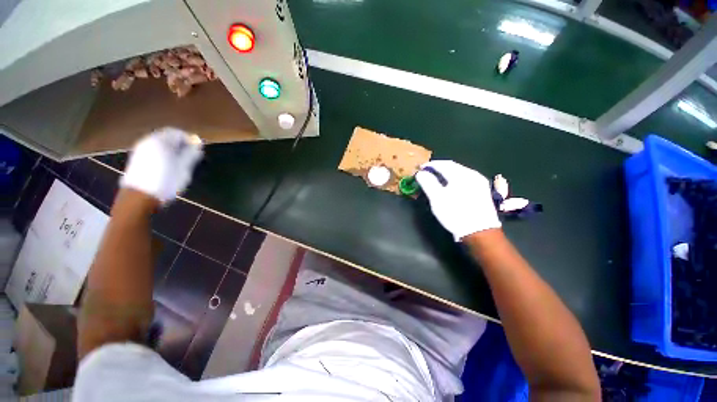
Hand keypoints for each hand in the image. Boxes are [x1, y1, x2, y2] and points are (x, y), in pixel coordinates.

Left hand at [120, 127, 202, 203]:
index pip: (177, 132)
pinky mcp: (137, 160)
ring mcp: (140, 151)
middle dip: (180, 144)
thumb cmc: (165, 181)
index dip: (189, 139)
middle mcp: (148, 142)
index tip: (198, 148)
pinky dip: (163, 154)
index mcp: (160, 141)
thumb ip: (192, 154)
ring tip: (182, 162)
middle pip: (167, 137)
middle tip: (192, 155)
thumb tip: (199, 145)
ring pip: (160, 145)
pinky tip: (169, 166)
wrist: (139, 198)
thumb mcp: (184, 168)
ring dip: (172, 150)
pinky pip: (153, 151)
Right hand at [415, 160, 500, 240]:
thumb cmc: (455, 213)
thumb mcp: (437, 198)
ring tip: (436, 179)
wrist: (479, 232)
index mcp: (462, 175)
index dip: (430, 165)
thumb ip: (428, 183)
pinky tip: (450, 187)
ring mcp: (480, 183)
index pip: (444, 164)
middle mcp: (473, 175)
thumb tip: (420, 173)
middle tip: (427, 173)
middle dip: (439, 168)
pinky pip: (465, 180)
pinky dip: (454, 180)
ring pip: (460, 173)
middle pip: (453, 167)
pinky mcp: (482, 191)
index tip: (420, 168)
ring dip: (446, 174)